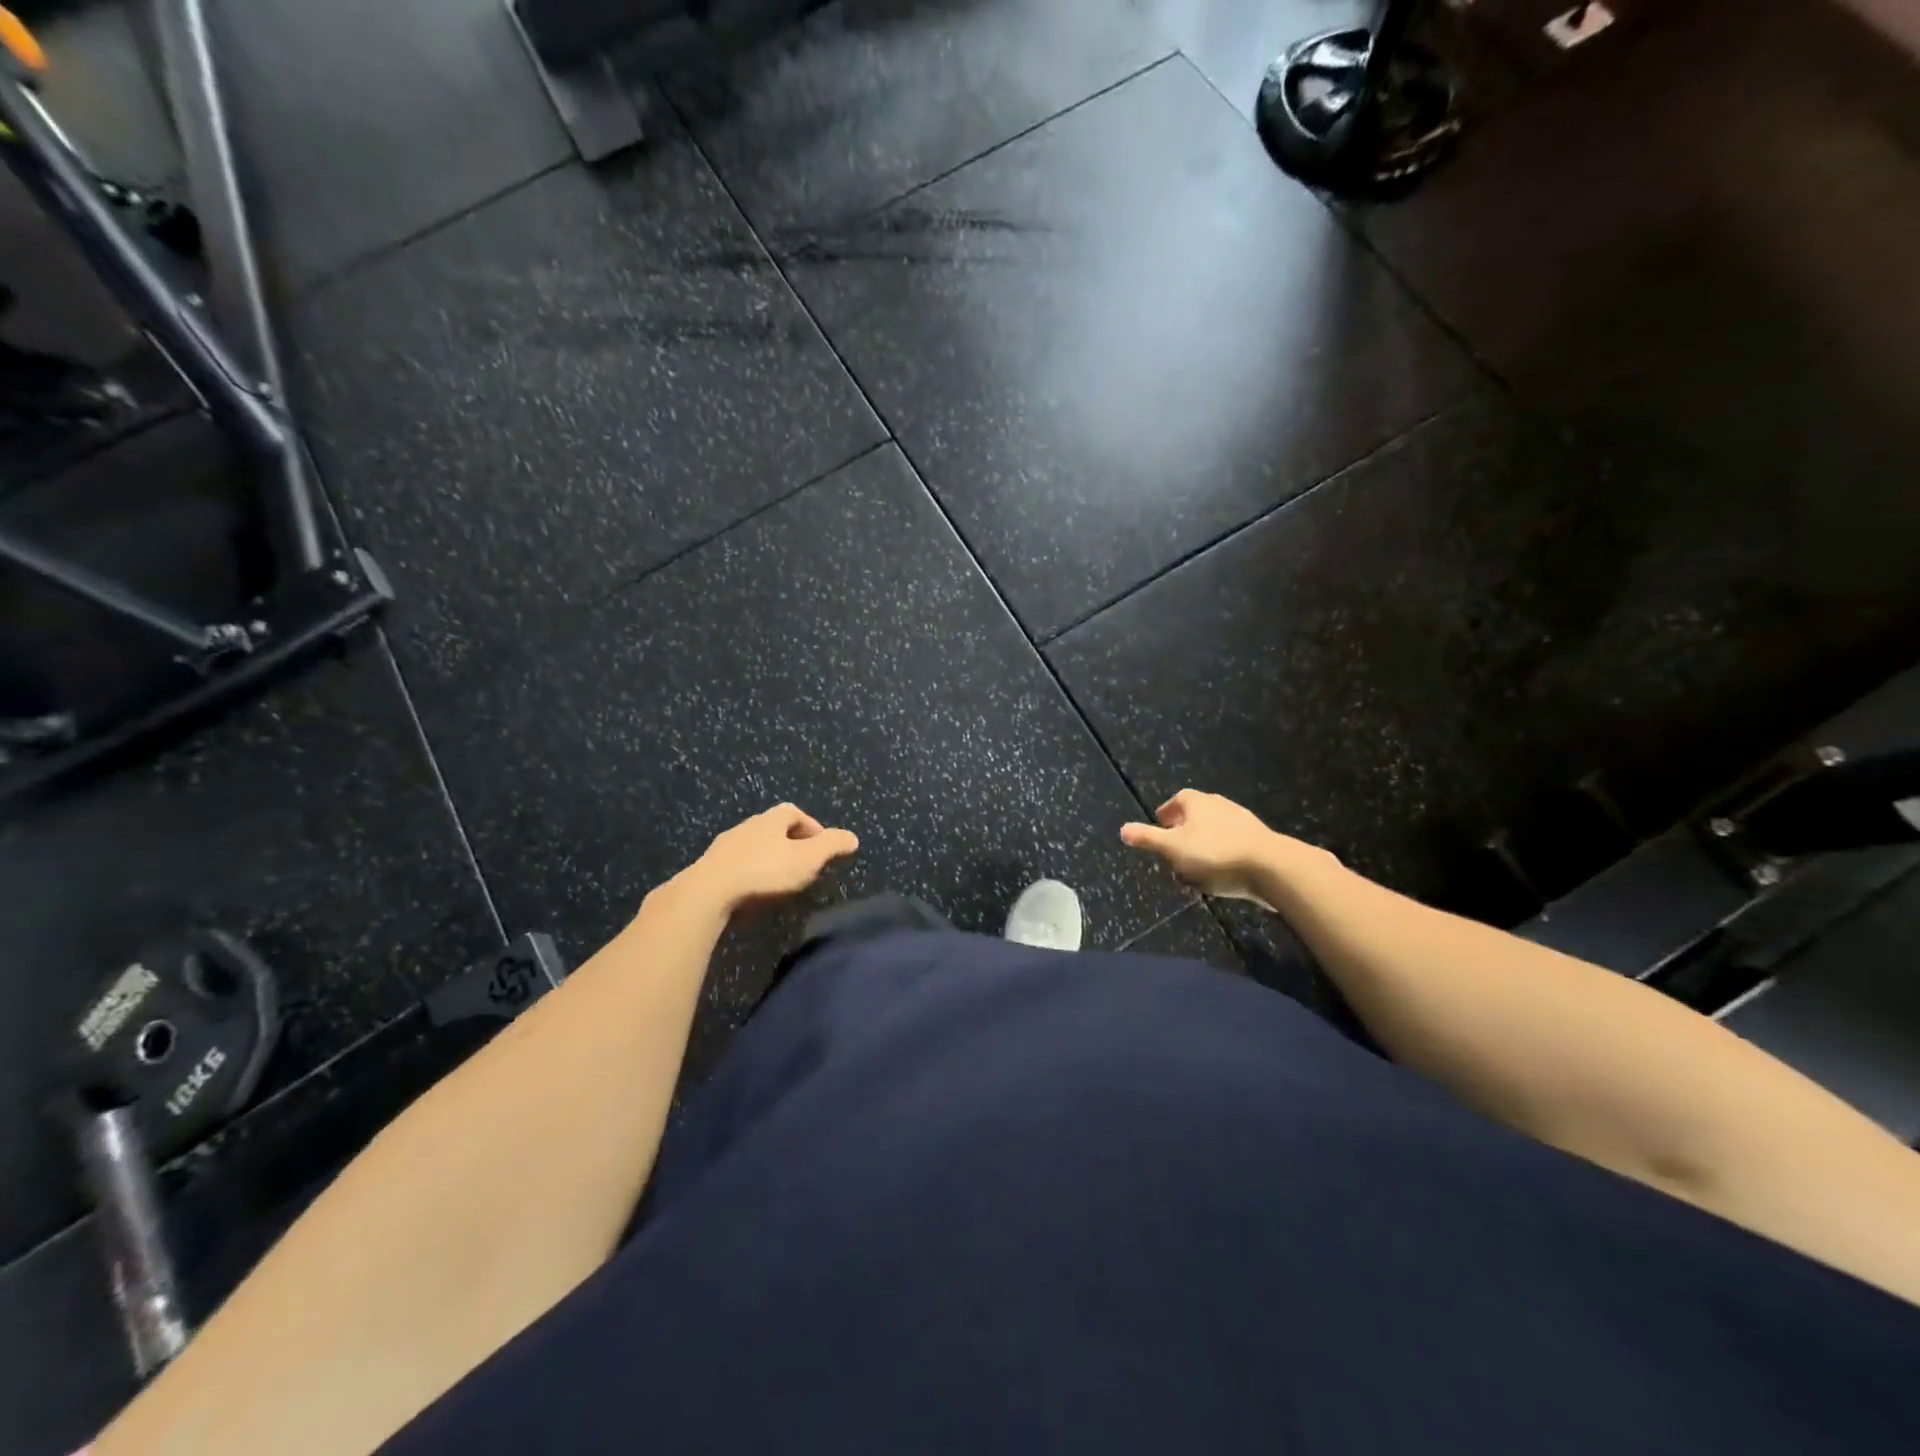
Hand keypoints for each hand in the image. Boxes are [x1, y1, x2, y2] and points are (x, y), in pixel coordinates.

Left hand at [677, 804, 859, 914]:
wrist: (707, 894)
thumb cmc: (764, 872)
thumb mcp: (808, 860)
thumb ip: (832, 846)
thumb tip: (852, 837)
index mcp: (770, 820)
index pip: (794, 812)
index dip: (811, 826)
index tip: (821, 847)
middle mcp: (745, 827)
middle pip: (771, 828)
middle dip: (789, 844)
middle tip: (803, 865)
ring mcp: (723, 848)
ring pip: (751, 848)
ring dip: (766, 860)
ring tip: (778, 883)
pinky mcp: (707, 870)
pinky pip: (734, 867)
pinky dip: (747, 875)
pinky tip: (752, 894)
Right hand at [1121, 789, 1326, 902]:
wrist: (1271, 867)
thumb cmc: (1215, 854)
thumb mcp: (1173, 848)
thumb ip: (1148, 838)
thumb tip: (1122, 829)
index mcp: (1195, 801)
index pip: (1174, 802)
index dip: (1165, 816)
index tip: (1160, 830)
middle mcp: (1217, 803)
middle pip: (1193, 817)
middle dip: (1182, 834)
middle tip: (1173, 854)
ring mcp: (1240, 819)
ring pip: (1212, 832)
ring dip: (1202, 847)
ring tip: (1195, 869)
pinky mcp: (1257, 839)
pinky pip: (1230, 845)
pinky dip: (1221, 855)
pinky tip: (1220, 874)